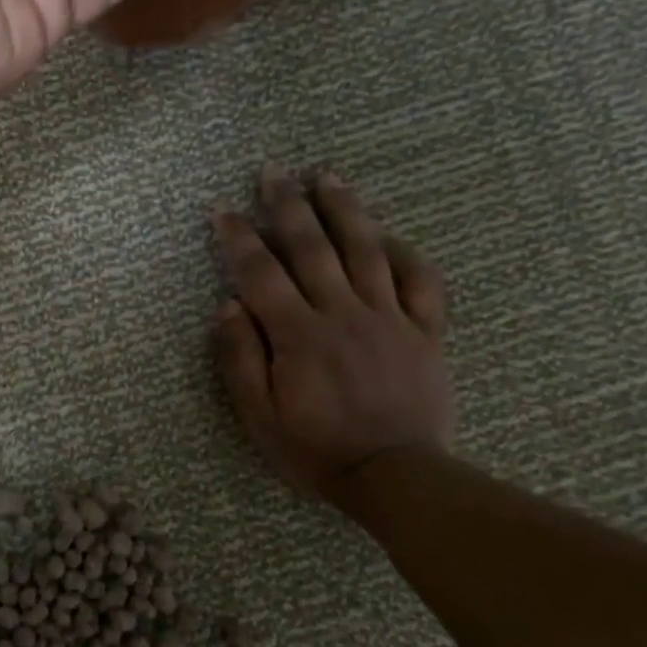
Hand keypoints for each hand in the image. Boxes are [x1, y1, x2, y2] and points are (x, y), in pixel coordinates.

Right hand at [213, 166, 454, 500]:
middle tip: (273, 169)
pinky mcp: (424, 331)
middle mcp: (342, 313)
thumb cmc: (317, 449)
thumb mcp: (259, 416)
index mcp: (298, 335)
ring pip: (365, 250)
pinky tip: (388, 233)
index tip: (222, 208)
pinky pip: (421, 281)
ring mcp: (389, 318)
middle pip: (312, 246)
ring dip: (344, 209)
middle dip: (288, 204)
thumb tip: (228, 305)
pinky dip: (405, 252)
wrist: (396, 477)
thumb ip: (240, 358)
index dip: (238, 237)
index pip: (260, 273)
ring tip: (328, 176)